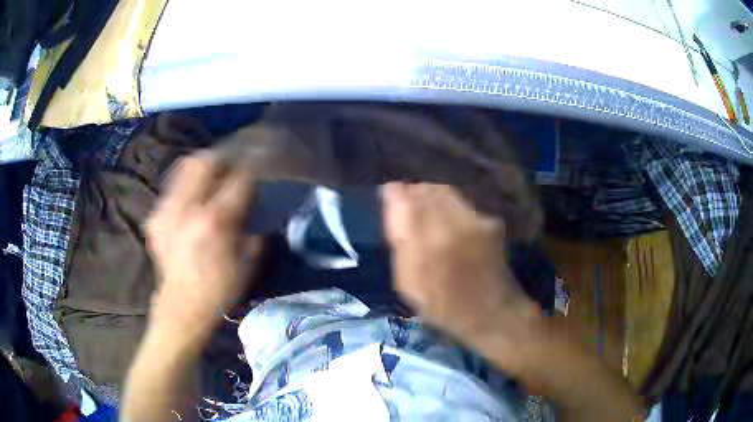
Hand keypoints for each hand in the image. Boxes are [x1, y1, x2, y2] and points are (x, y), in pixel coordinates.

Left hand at [146, 152, 258, 333]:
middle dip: (222, 159)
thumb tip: (254, 212)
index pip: (238, 179)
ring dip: (201, 167)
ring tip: (210, 177)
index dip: (250, 171)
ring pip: (185, 168)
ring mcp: (168, 211)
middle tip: (230, 168)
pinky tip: (191, 202)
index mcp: (215, 221)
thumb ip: (253, 232)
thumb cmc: (218, 290)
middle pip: (205, 162)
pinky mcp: (156, 218)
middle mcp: (188, 208)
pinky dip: (185, 187)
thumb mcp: (246, 265)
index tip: (256, 169)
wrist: (181, 308)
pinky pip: (172, 189)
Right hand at [382, 182, 539, 340]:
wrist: (490, 311)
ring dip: (430, 195)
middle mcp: (448, 224)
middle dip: (411, 192)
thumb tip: (394, 210)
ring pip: (443, 191)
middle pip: (423, 191)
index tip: (389, 195)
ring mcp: (472, 220)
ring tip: (427, 210)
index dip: (394, 194)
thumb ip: (400, 244)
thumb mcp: (408, 284)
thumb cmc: (443, 306)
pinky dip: (449, 205)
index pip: (402, 201)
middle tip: (406, 202)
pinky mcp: (488, 220)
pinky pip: (461, 202)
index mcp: (423, 244)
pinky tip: (450, 221)